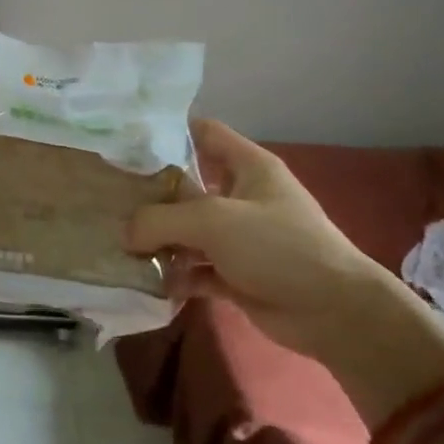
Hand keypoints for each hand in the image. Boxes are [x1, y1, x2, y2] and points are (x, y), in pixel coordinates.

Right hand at [126, 118, 407, 363]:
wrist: (334, 312)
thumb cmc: (278, 246)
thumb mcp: (214, 221)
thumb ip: (161, 220)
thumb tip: (126, 234)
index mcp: (248, 166)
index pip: (204, 132)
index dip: (168, 131)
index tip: (126, 142)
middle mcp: (242, 196)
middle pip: (187, 184)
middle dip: (151, 193)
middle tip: (108, 198)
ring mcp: (239, 238)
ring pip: (188, 230)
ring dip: (158, 239)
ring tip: (119, 244)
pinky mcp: (236, 274)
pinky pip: (195, 268)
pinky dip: (175, 274)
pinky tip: (148, 281)